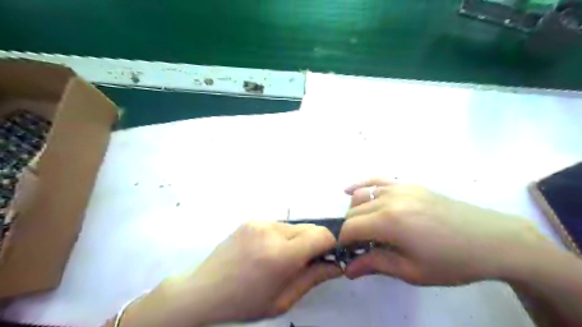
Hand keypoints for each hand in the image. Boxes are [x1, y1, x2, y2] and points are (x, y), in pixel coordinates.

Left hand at [121, 220, 342, 326]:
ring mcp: (259, 222)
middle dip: (314, 243)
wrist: (204, 290)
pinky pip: (278, 225)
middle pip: (309, 228)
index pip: (322, 235)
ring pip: (294, 226)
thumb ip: (314, 278)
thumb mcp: (283, 300)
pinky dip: (282, 236)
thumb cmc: (244, 303)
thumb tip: (338, 265)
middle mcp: (271, 231)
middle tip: (305, 262)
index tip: (329, 256)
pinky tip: (267, 251)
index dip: (332, 244)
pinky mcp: (251, 219)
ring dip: (297, 239)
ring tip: (283, 258)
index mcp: (281, 256)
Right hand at [342, 177, 552, 284]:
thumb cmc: (452, 261)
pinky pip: (377, 180)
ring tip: (361, 228)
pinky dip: (361, 186)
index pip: (350, 228)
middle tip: (355, 247)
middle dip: (348, 230)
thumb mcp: (412, 271)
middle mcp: (389, 199)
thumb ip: (375, 264)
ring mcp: (399, 187)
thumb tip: (347, 269)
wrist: (492, 239)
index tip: (341, 254)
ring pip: (361, 195)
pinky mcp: (408, 184)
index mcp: (389, 221)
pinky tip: (349, 191)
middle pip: (353, 212)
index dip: (341, 242)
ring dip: (354, 212)